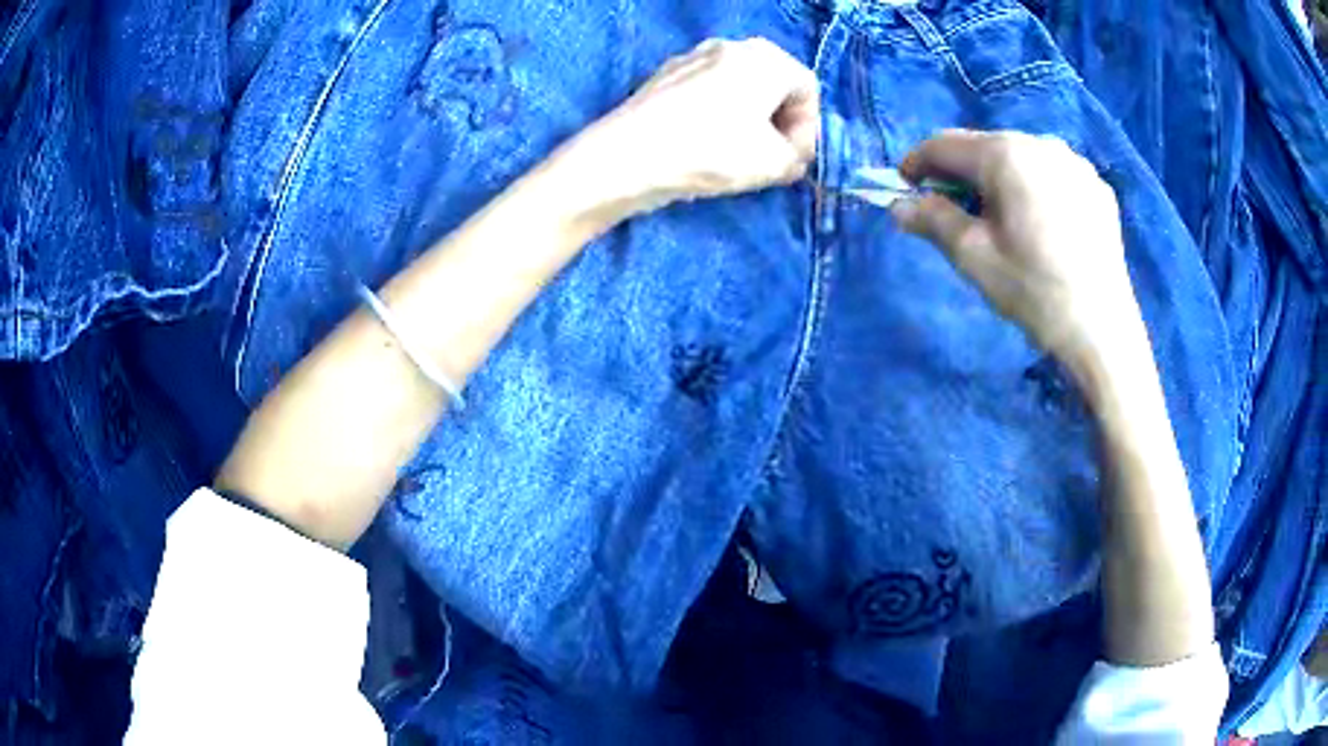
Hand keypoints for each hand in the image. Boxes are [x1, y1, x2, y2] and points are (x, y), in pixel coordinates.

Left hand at [582, 37, 818, 212]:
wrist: (627, 156)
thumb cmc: (713, 152)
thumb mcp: (774, 164)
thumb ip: (798, 158)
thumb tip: (791, 156)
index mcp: (766, 57)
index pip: (807, 89)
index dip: (808, 128)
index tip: (794, 159)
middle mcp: (731, 45)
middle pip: (772, 83)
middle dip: (779, 121)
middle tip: (772, 157)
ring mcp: (692, 56)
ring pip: (738, 87)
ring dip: (748, 119)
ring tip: (738, 155)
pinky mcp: (664, 75)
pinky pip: (707, 91)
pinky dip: (716, 114)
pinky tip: (704, 144)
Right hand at [892, 130, 1140, 362]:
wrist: (1102, 332)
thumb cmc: (1034, 291)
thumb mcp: (973, 257)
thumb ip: (932, 220)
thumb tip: (899, 206)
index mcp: (1006, 155)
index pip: (944, 145)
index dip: (917, 164)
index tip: (904, 190)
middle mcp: (1041, 143)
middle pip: (985, 148)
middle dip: (961, 174)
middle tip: (953, 212)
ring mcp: (1075, 163)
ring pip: (1020, 158)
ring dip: (999, 180)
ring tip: (1001, 220)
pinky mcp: (1096, 187)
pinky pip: (1052, 175)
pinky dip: (1034, 189)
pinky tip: (1040, 225)